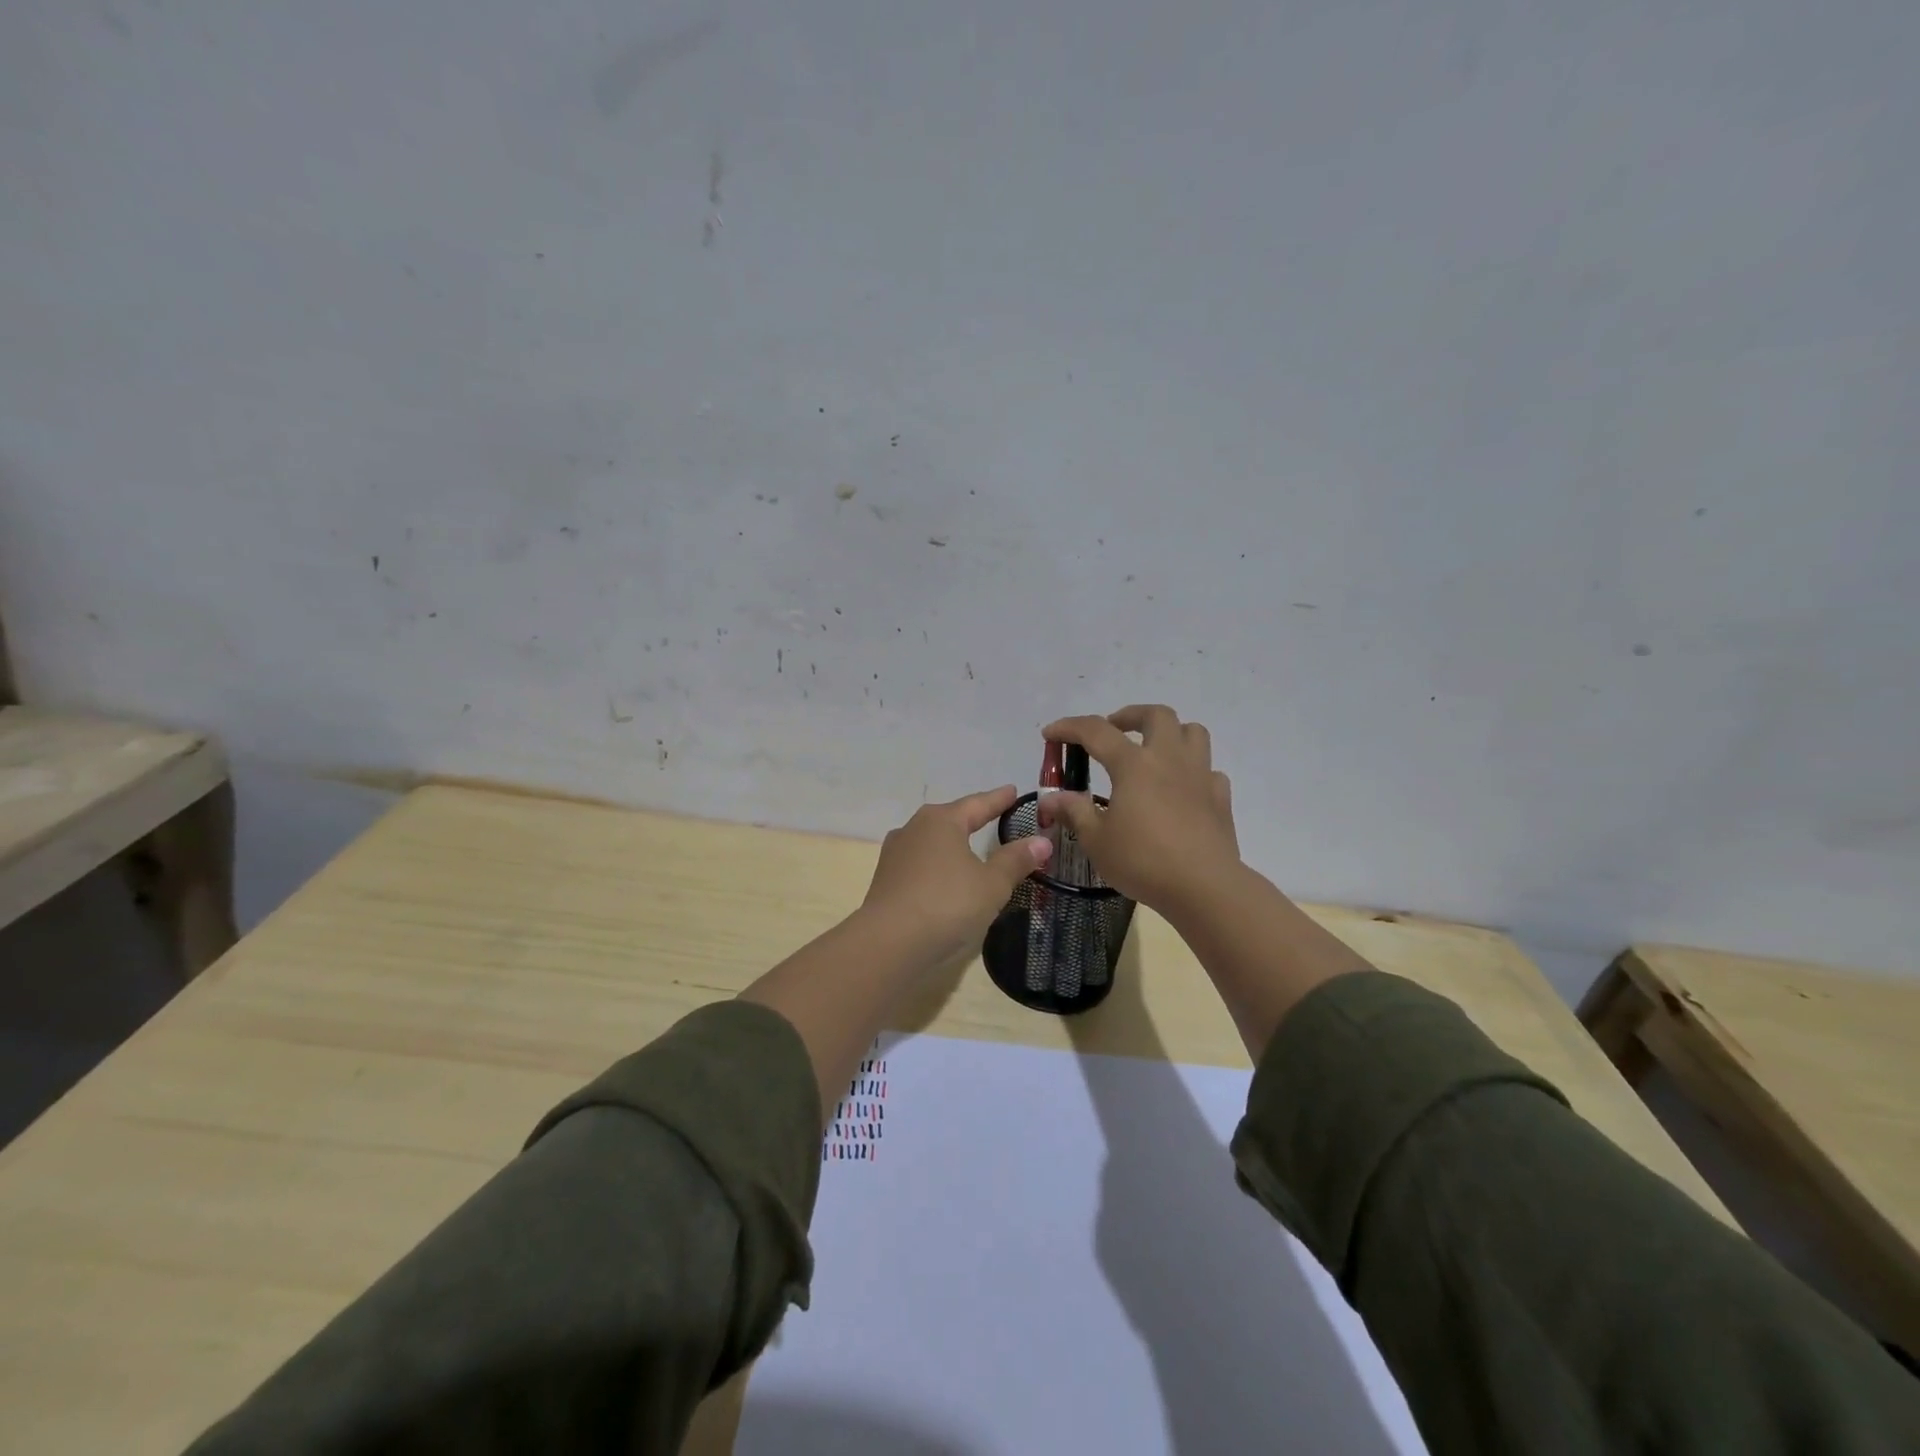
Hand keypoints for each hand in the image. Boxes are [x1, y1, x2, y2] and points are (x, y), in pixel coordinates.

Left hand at [860, 786, 1052, 966]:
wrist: (888, 944)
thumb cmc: (947, 904)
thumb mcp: (991, 884)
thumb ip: (1015, 860)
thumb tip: (1041, 841)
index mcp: (941, 820)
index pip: (978, 804)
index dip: (998, 799)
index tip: (1013, 791)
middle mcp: (914, 828)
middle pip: (951, 818)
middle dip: (972, 817)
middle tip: (994, 815)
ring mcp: (895, 854)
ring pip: (932, 841)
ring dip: (952, 843)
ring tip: (969, 846)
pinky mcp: (885, 880)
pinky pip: (920, 863)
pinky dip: (938, 865)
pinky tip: (944, 876)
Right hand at [1039, 705, 1239, 915]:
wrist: (1204, 888)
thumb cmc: (1143, 861)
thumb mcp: (1097, 840)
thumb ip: (1074, 812)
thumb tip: (1051, 797)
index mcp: (1134, 765)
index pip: (1096, 731)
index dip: (1070, 727)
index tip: (1050, 733)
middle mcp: (1169, 759)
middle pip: (1156, 715)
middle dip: (1130, 715)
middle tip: (1113, 730)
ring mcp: (1200, 776)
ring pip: (1192, 732)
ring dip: (1170, 732)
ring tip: (1153, 750)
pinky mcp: (1220, 798)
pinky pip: (1209, 770)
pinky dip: (1193, 772)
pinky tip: (1182, 790)